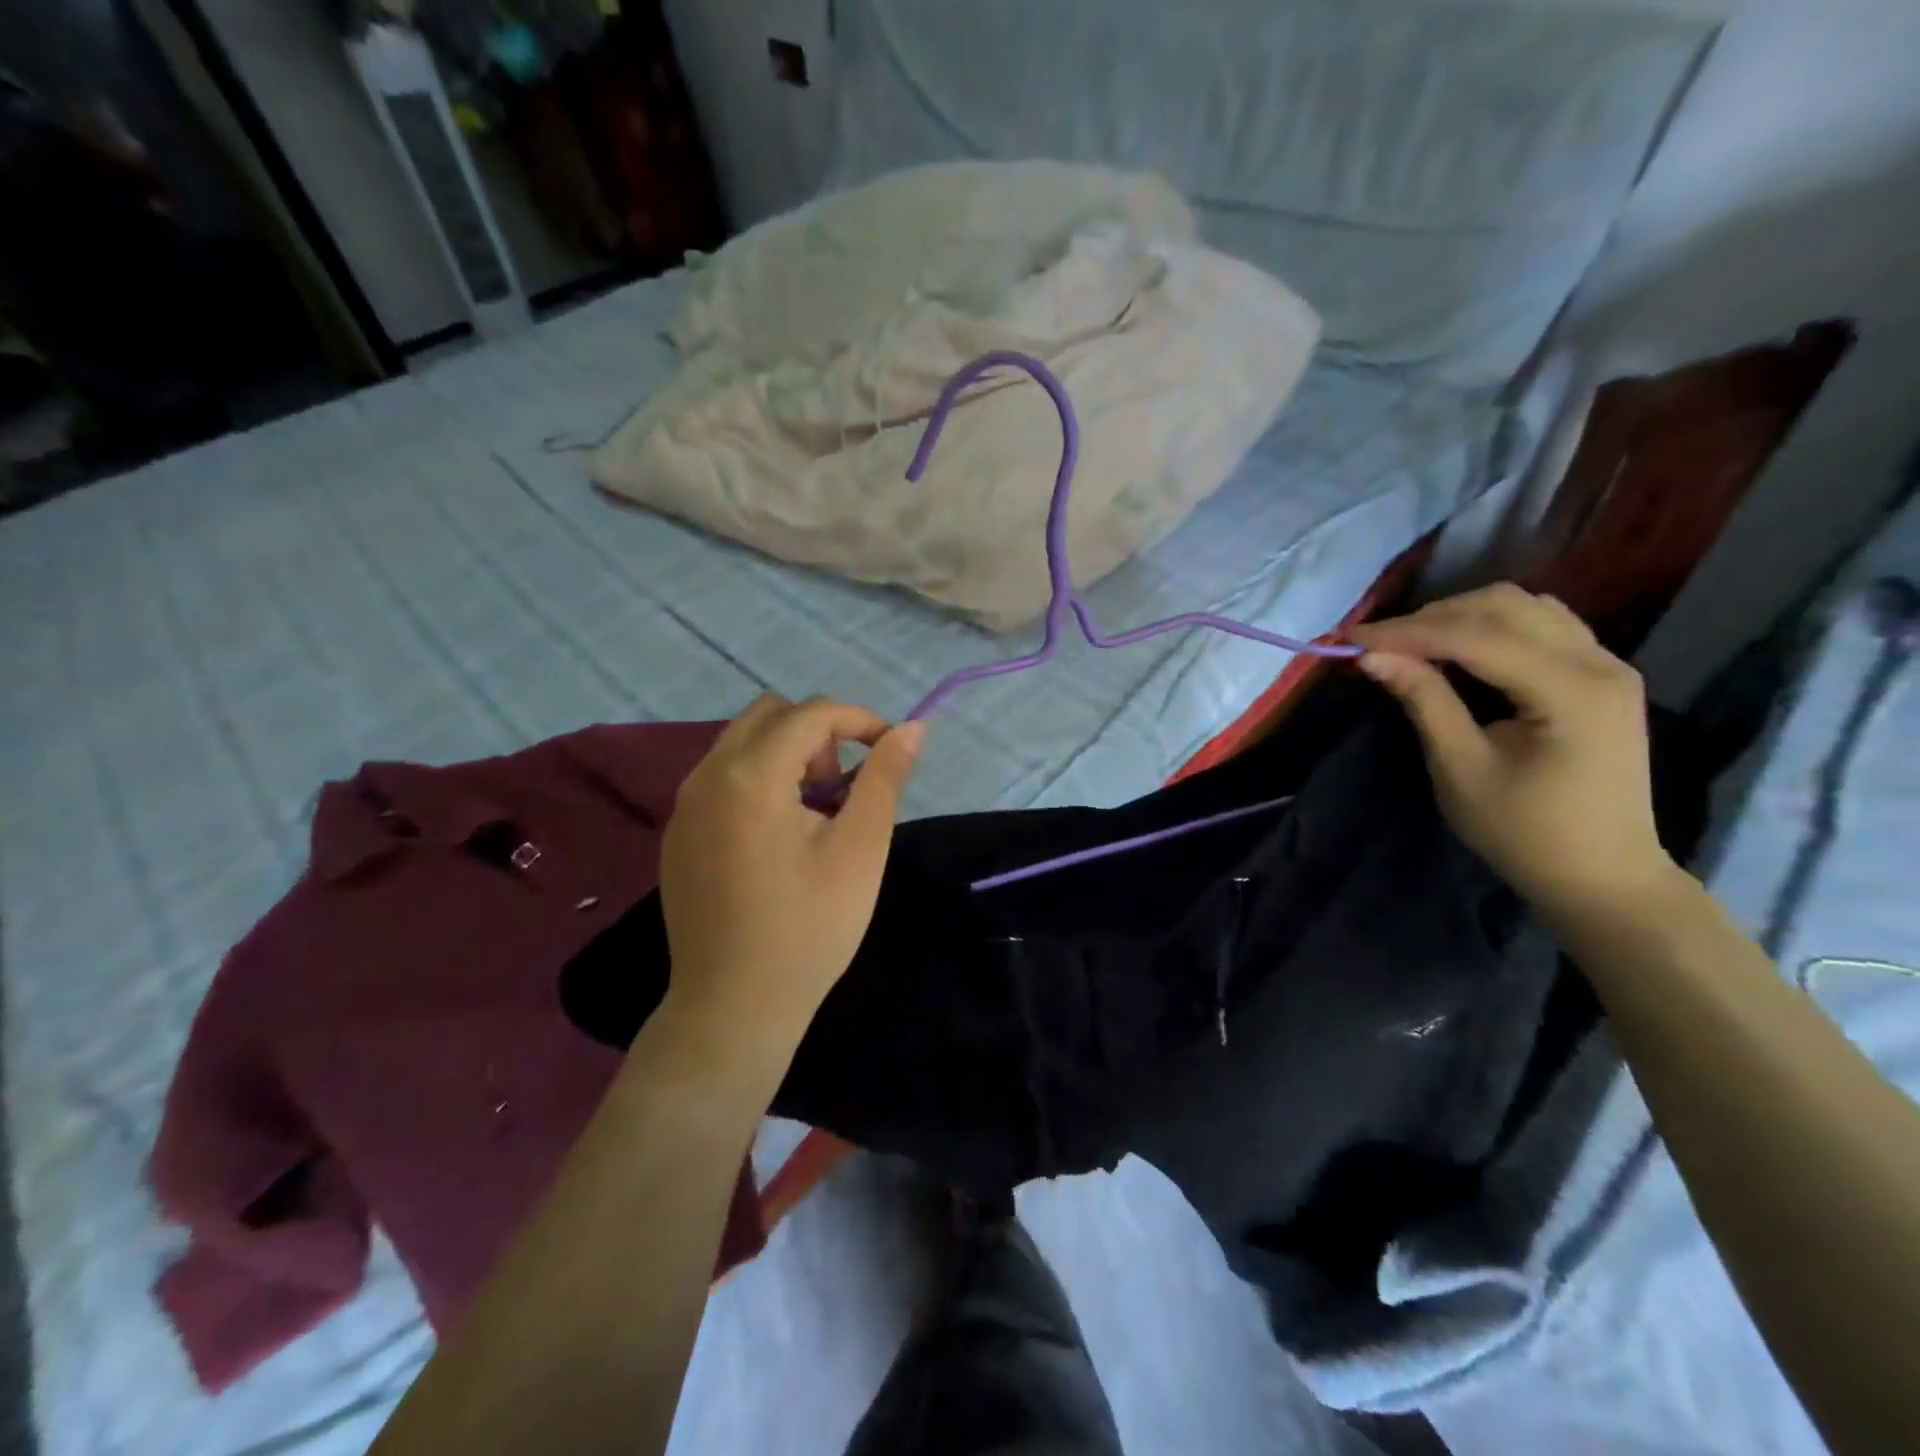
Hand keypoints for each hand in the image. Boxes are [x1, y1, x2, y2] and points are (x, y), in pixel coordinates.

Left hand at [657, 695, 924, 1052]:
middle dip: (816, 732)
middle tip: (842, 786)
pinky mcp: (677, 834)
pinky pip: (721, 778)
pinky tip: (777, 838)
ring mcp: (684, 806)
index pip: (810, 712)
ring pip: (741, 743)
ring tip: (814, 813)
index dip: (859, 720)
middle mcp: (706, 776)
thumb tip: (913, 728)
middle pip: (768, 714)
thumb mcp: (860, 849)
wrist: (734, 1006)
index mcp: (750, 774)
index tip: (888, 750)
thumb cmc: (809, 927)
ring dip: (786, 754)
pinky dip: (757, 780)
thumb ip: (885, 778)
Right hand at [1347, 584, 1679, 918]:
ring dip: (1460, 615)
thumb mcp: (1461, 769)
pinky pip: (1541, 625)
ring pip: (1524, 607)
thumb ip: (1424, 702)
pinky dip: (1490, 625)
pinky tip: (1456, 648)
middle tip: (1377, 644)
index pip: (1477, 638)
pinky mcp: (1599, 674)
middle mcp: (1600, 663)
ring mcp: (1607, 664)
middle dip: (1431, 618)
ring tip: (1411, 643)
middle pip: (1504, 607)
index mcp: (1571, 691)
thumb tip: (1373, 657)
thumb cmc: (1524, 833)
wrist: (1601, 875)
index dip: (1408, 632)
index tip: (1351, 640)